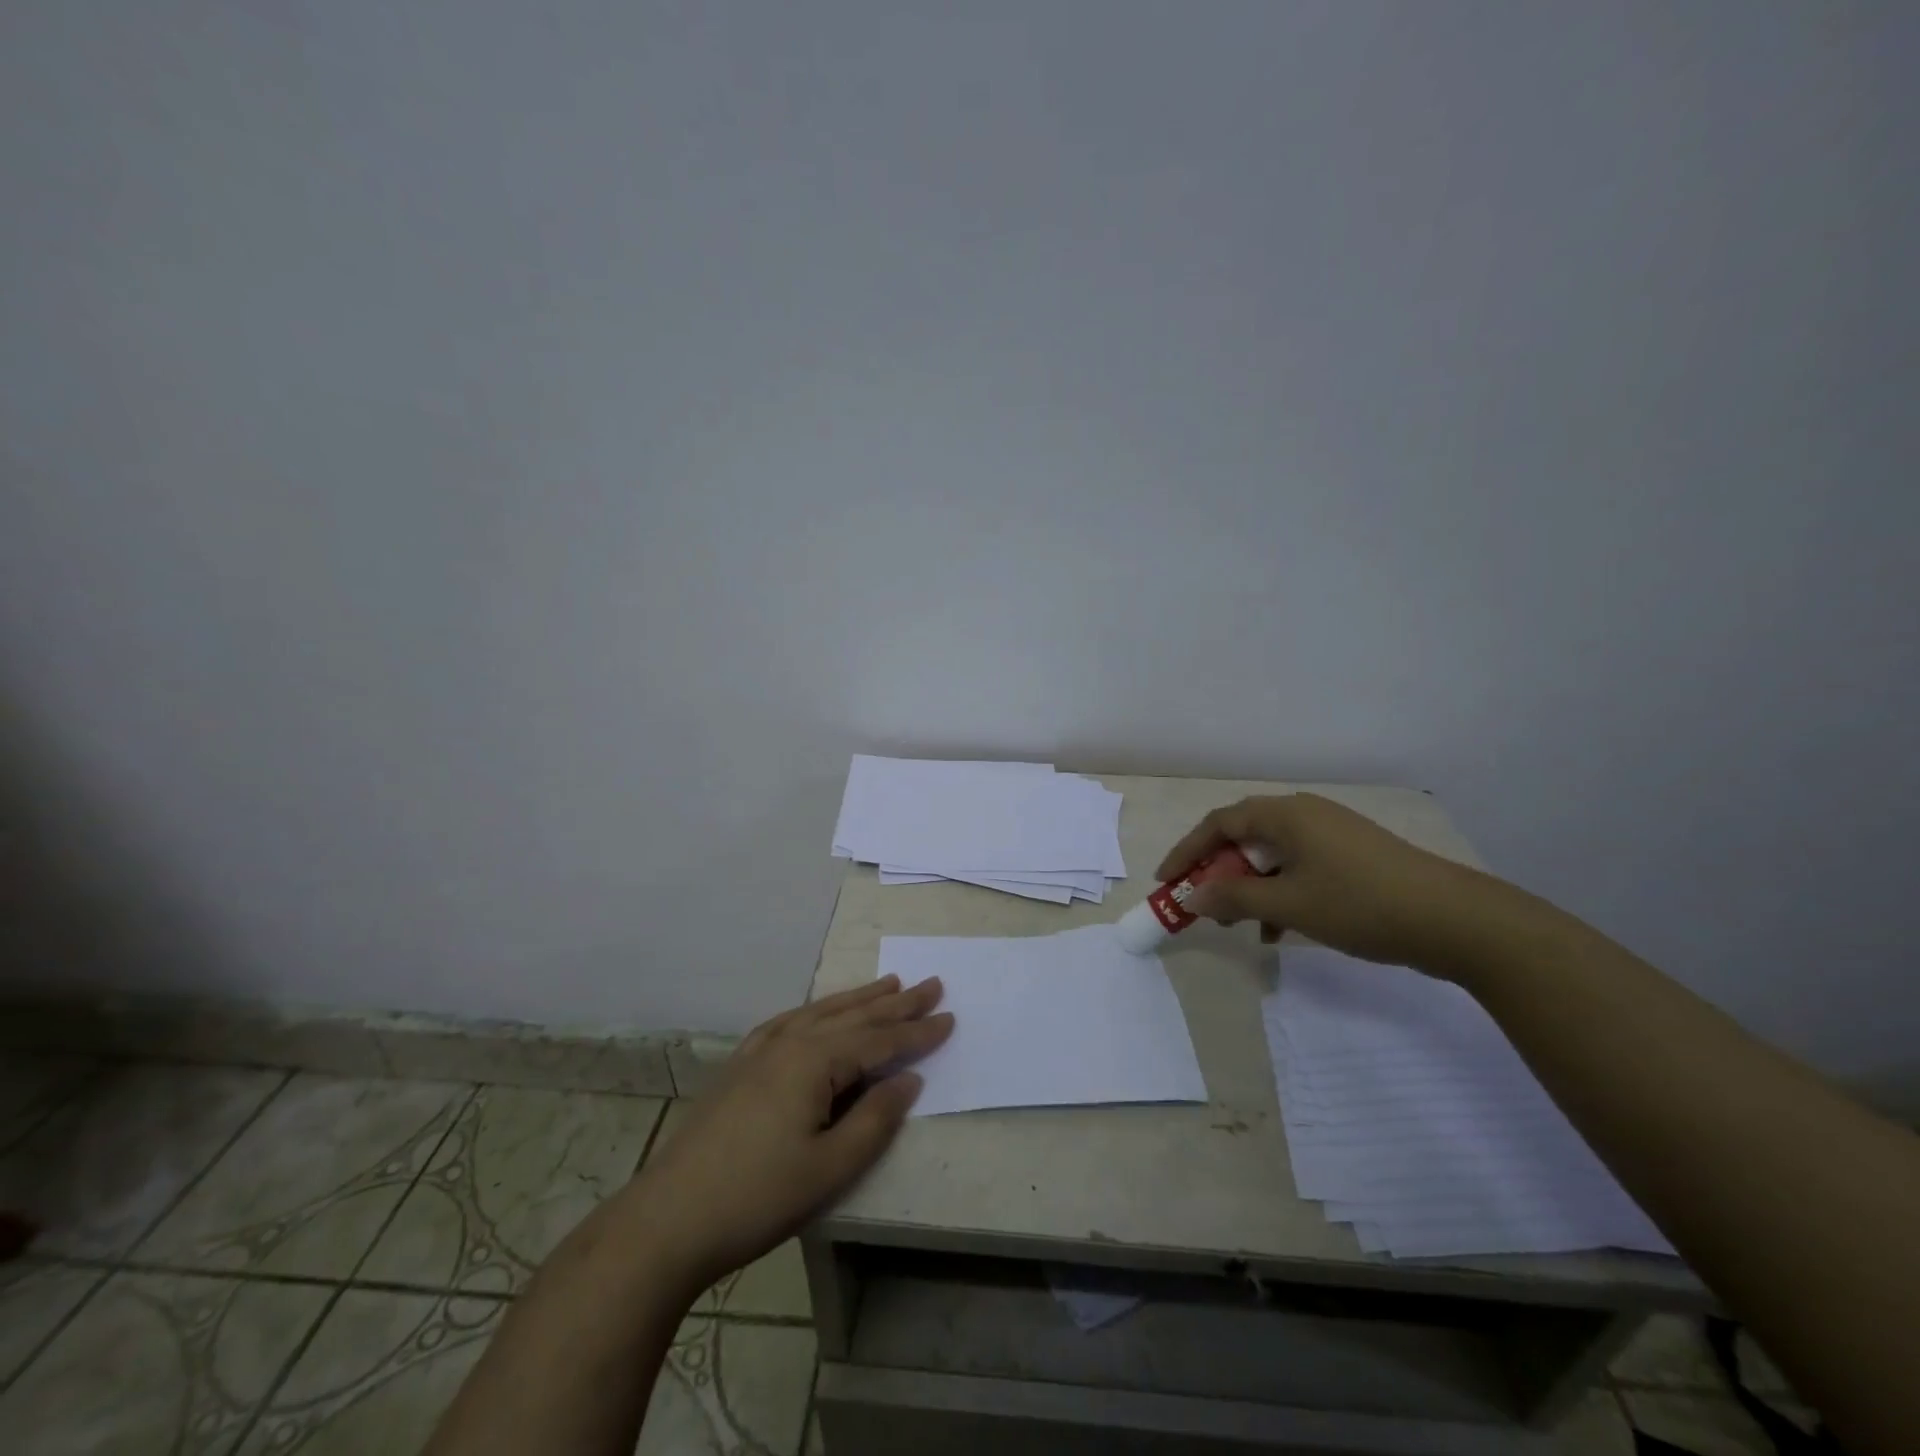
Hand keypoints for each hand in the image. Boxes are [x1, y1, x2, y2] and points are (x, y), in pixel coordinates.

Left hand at [632, 976, 951, 1293]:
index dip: (917, 1032)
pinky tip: (818, 1012)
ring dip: (859, 999)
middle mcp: (789, 1042)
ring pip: (821, 1013)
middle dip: (896, 1003)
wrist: (667, 1220)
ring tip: (889, 983)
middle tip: (930, 984)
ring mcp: (759, 1051)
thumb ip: (875, 1119)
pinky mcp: (739, 1067)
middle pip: (854, 1016)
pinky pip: (789, 1022)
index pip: (879, 1040)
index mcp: (814, 1060)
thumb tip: (908, 1080)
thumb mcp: (829, 1168)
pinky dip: (816, 1011)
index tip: (950, 1016)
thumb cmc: (756, 1197)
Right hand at [1155, 793, 1484, 971]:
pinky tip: (1280, 930)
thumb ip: (1234, 899)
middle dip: (1218, 873)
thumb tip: (1194, 898)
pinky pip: (1299, 868)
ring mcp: (1333, 835)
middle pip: (1244, 838)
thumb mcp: (1288, 905)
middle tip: (1203, 906)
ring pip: (1272, 857)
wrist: (1456, 921)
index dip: (1187, 852)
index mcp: (1286, 814)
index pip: (1219, 823)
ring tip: (1242, 925)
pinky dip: (1280, 892)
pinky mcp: (1353, 857)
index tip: (1166, 881)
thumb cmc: (1360, 904)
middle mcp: (1306, 814)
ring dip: (1249, 888)